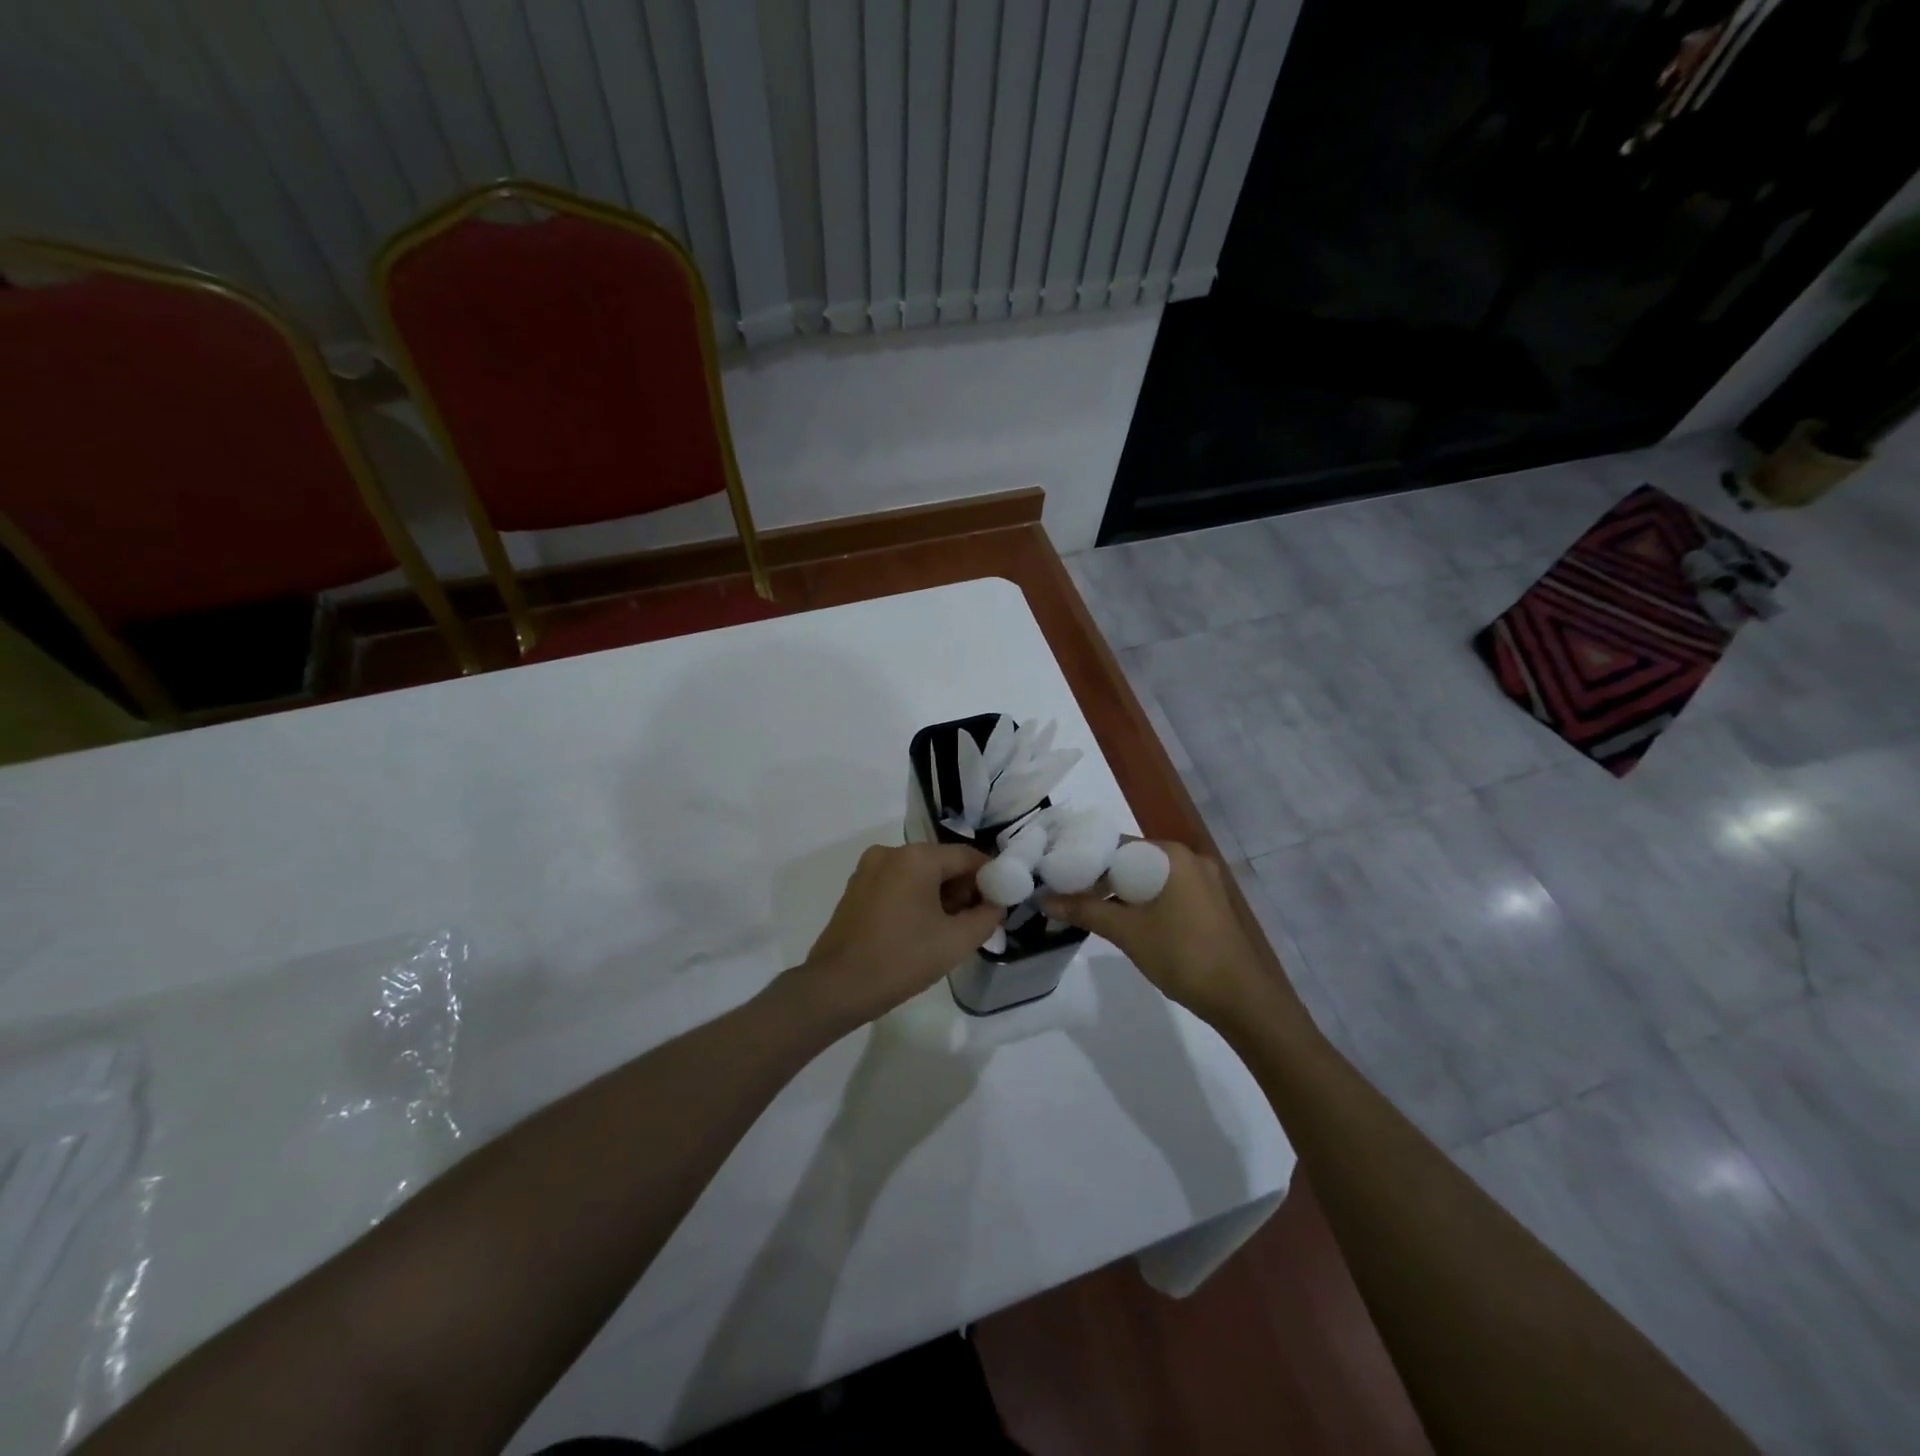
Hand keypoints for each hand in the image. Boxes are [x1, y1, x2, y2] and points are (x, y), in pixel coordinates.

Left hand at [794, 842, 1002, 1027]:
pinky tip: (921, 930)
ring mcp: (868, 869)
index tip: (1001, 902)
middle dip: (963, 889)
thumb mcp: (955, 942)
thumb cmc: (901, 960)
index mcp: (916, 857)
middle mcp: (891, 852)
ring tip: (950, 930)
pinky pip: (897, 884)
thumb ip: (986, 917)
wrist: (836, 987)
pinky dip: (915, 900)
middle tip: (976, 921)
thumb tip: (996, 905)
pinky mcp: (856, 888)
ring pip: (918, 875)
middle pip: (941, 863)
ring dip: (939, 896)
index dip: (990, 877)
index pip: (967, 857)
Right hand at [1041, 841, 1274, 1024]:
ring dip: (1120, 893)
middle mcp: (1188, 859)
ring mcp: (1202, 881)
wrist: (1240, 998)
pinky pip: (1165, 892)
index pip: (1116, 845)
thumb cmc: (1182, 955)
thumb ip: (1085, 910)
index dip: (1084, 860)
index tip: (1058, 876)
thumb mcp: (1127, 932)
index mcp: (1170, 855)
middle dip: (1101, 878)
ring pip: (1148, 878)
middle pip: (1132, 860)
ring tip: (1089, 910)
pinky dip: (1142, 902)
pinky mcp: (1208, 903)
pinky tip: (1124, 921)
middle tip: (1068, 896)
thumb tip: (1044, 899)